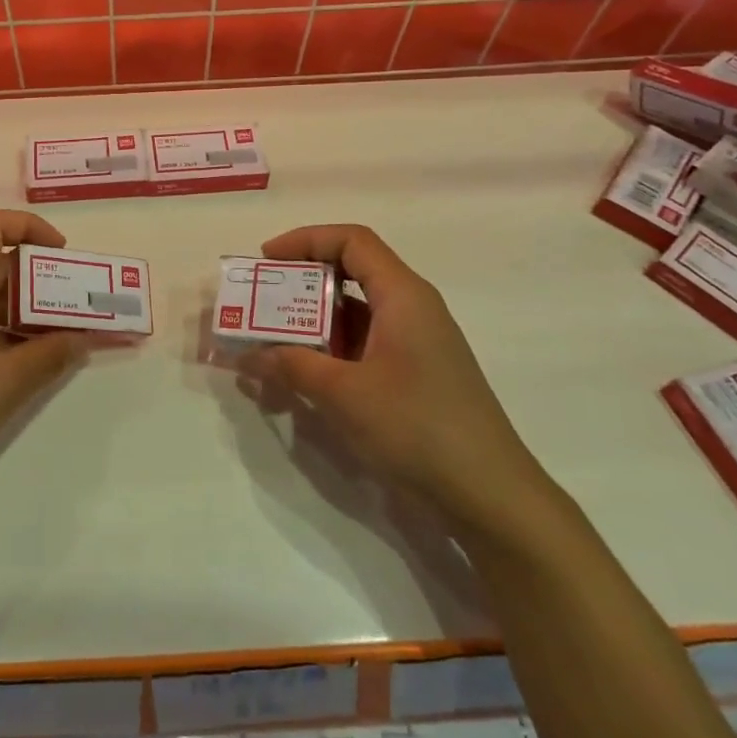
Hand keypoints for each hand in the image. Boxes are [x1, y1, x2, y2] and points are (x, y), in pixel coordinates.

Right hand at [240, 224, 554, 532]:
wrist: (490, 497)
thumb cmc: (417, 427)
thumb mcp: (343, 393)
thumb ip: (291, 366)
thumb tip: (246, 355)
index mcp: (403, 295)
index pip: (352, 241)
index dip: (305, 239)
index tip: (266, 260)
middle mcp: (412, 310)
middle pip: (350, 274)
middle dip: (299, 286)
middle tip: (260, 304)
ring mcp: (416, 345)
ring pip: (354, 316)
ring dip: (310, 326)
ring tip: (268, 346)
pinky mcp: (415, 377)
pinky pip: (363, 348)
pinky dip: (329, 354)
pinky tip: (300, 382)